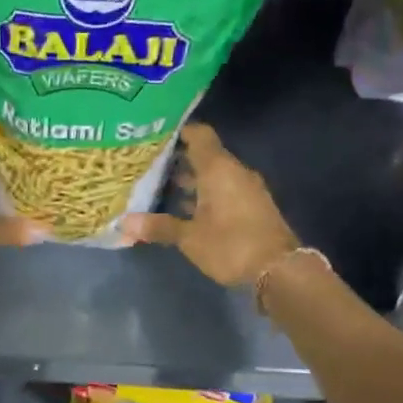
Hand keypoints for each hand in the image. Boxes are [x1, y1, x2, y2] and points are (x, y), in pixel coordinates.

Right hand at [123, 123, 300, 287]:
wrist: (279, 270)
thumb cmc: (231, 245)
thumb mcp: (189, 237)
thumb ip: (158, 226)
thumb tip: (124, 222)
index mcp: (218, 169)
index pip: (199, 135)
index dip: (178, 131)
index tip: (154, 136)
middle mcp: (234, 172)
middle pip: (204, 155)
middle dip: (177, 159)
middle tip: (148, 164)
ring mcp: (246, 189)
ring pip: (214, 175)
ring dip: (191, 180)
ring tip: (160, 186)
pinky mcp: (252, 207)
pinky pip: (224, 190)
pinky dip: (204, 194)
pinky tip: (184, 208)